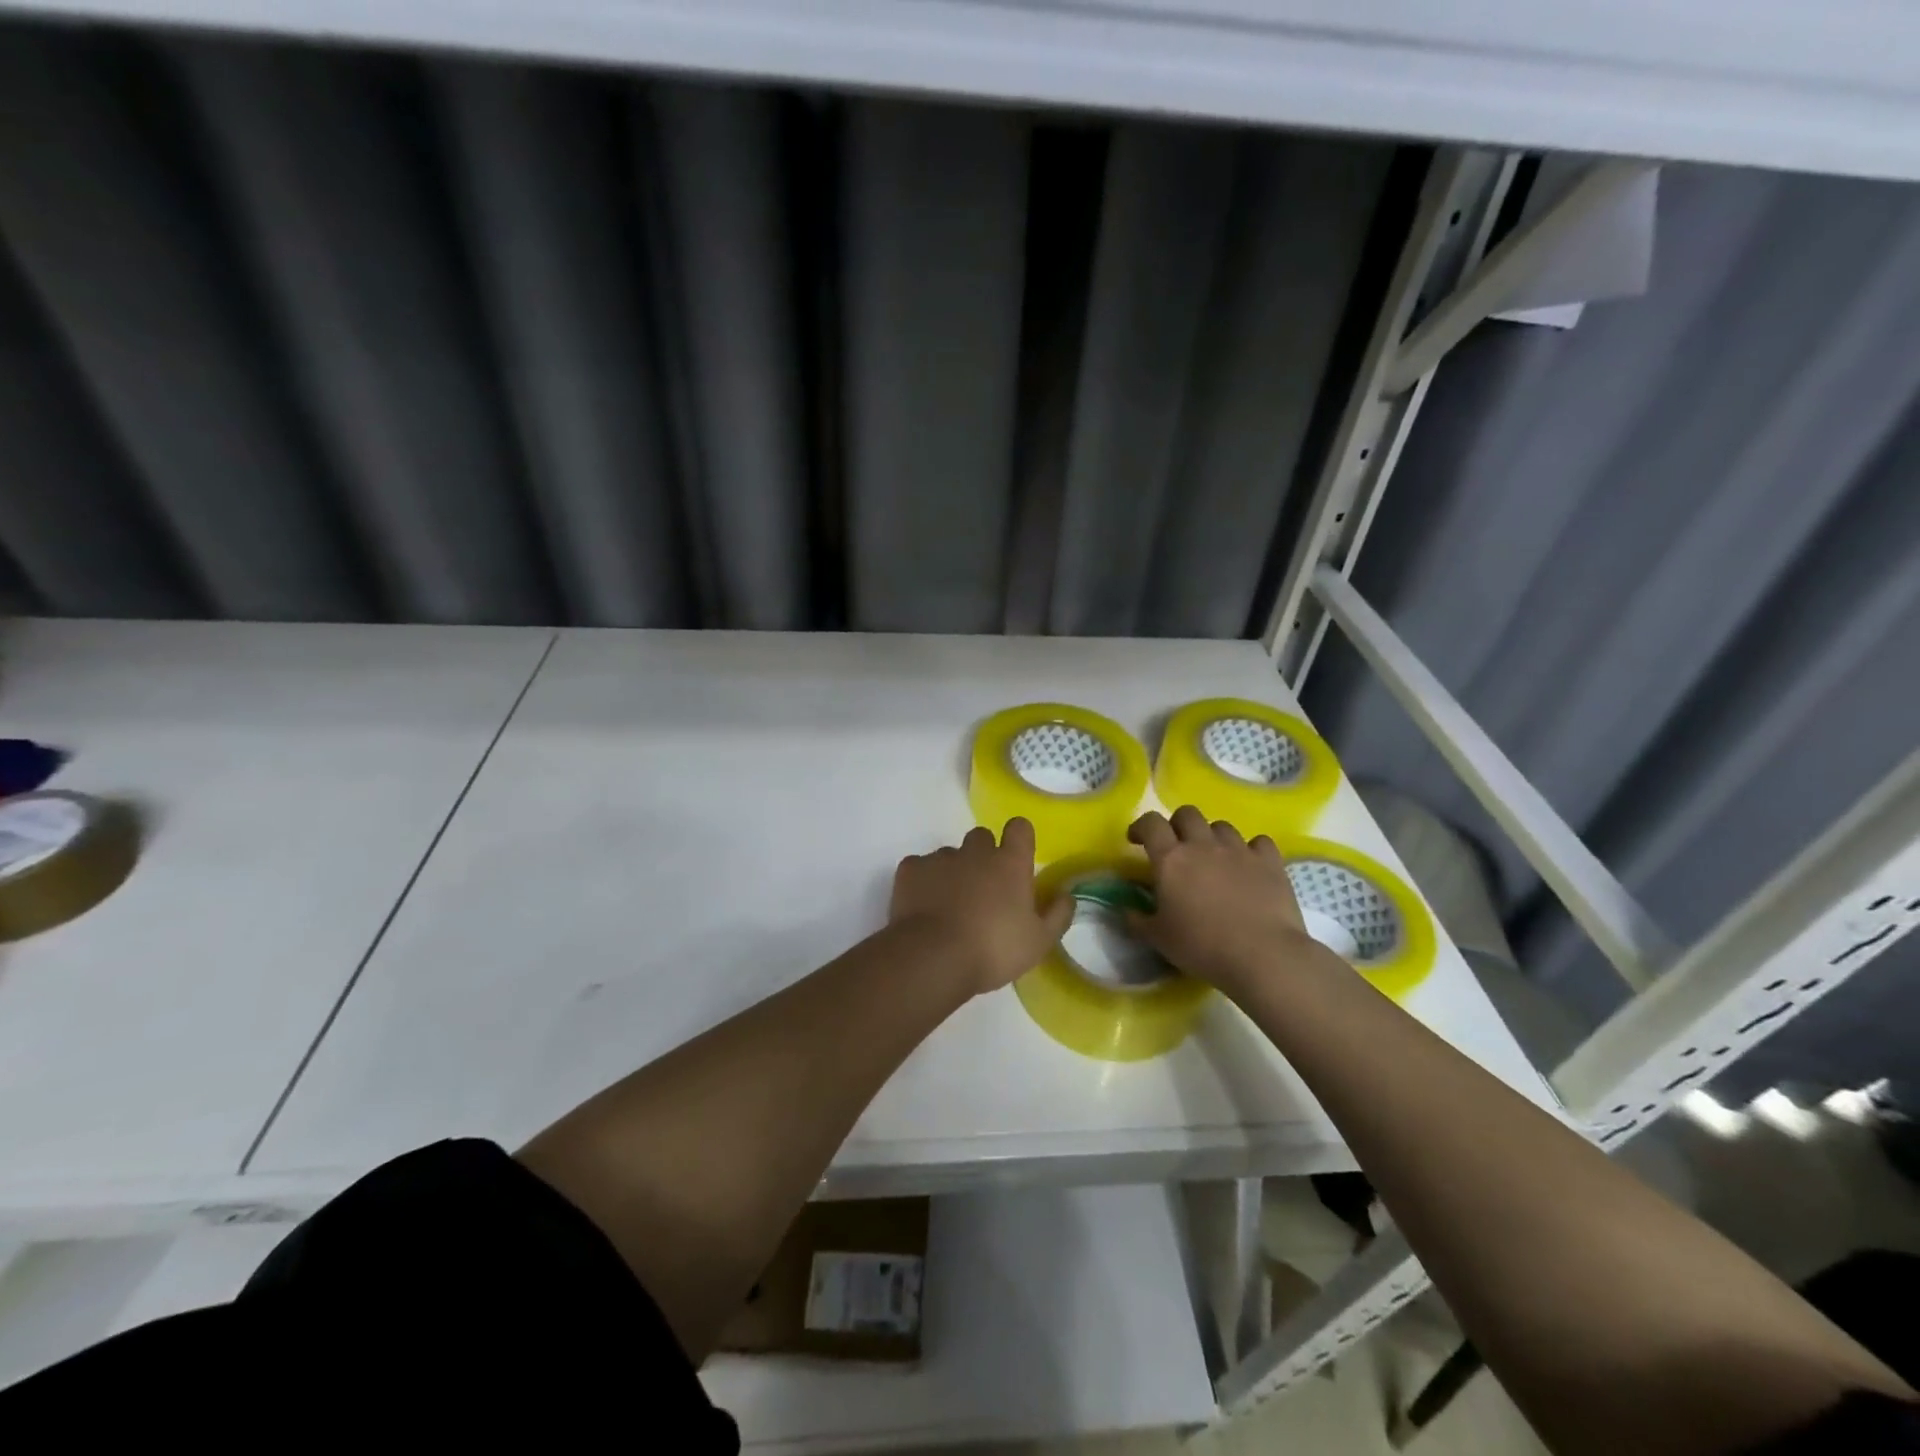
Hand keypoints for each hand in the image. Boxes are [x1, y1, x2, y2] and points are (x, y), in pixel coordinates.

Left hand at [890, 818, 1073, 994]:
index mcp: (1010, 863)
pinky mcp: (910, 869)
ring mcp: (940, 858)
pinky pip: (920, 867)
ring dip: (953, 871)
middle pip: (982, 837)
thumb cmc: (994, 949)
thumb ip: (1057, 915)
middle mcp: (976, 852)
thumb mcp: (1038, 942)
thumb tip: (1067, 895)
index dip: (1019, 838)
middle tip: (984, 890)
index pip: (1020, 828)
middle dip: (983, 855)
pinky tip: (923, 906)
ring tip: (949, 904)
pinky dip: (923, 881)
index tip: (1018, 858)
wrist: (934, 957)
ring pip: (950, 854)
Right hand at [1126, 807, 1321, 996]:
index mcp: (1171, 859)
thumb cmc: (1201, 946)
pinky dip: (1251, 850)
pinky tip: (1249, 865)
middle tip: (1176, 847)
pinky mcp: (1269, 862)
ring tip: (1214, 858)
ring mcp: (1239, 850)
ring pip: (1222, 826)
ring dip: (1212, 837)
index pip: (1150, 823)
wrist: (1262, 956)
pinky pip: (1258, 842)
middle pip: (1187, 814)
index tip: (1136, 840)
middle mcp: (1203, 845)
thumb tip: (1125, 910)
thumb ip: (1137, 920)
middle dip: (1177, 824)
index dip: (1141, 826)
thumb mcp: (1158, 938)